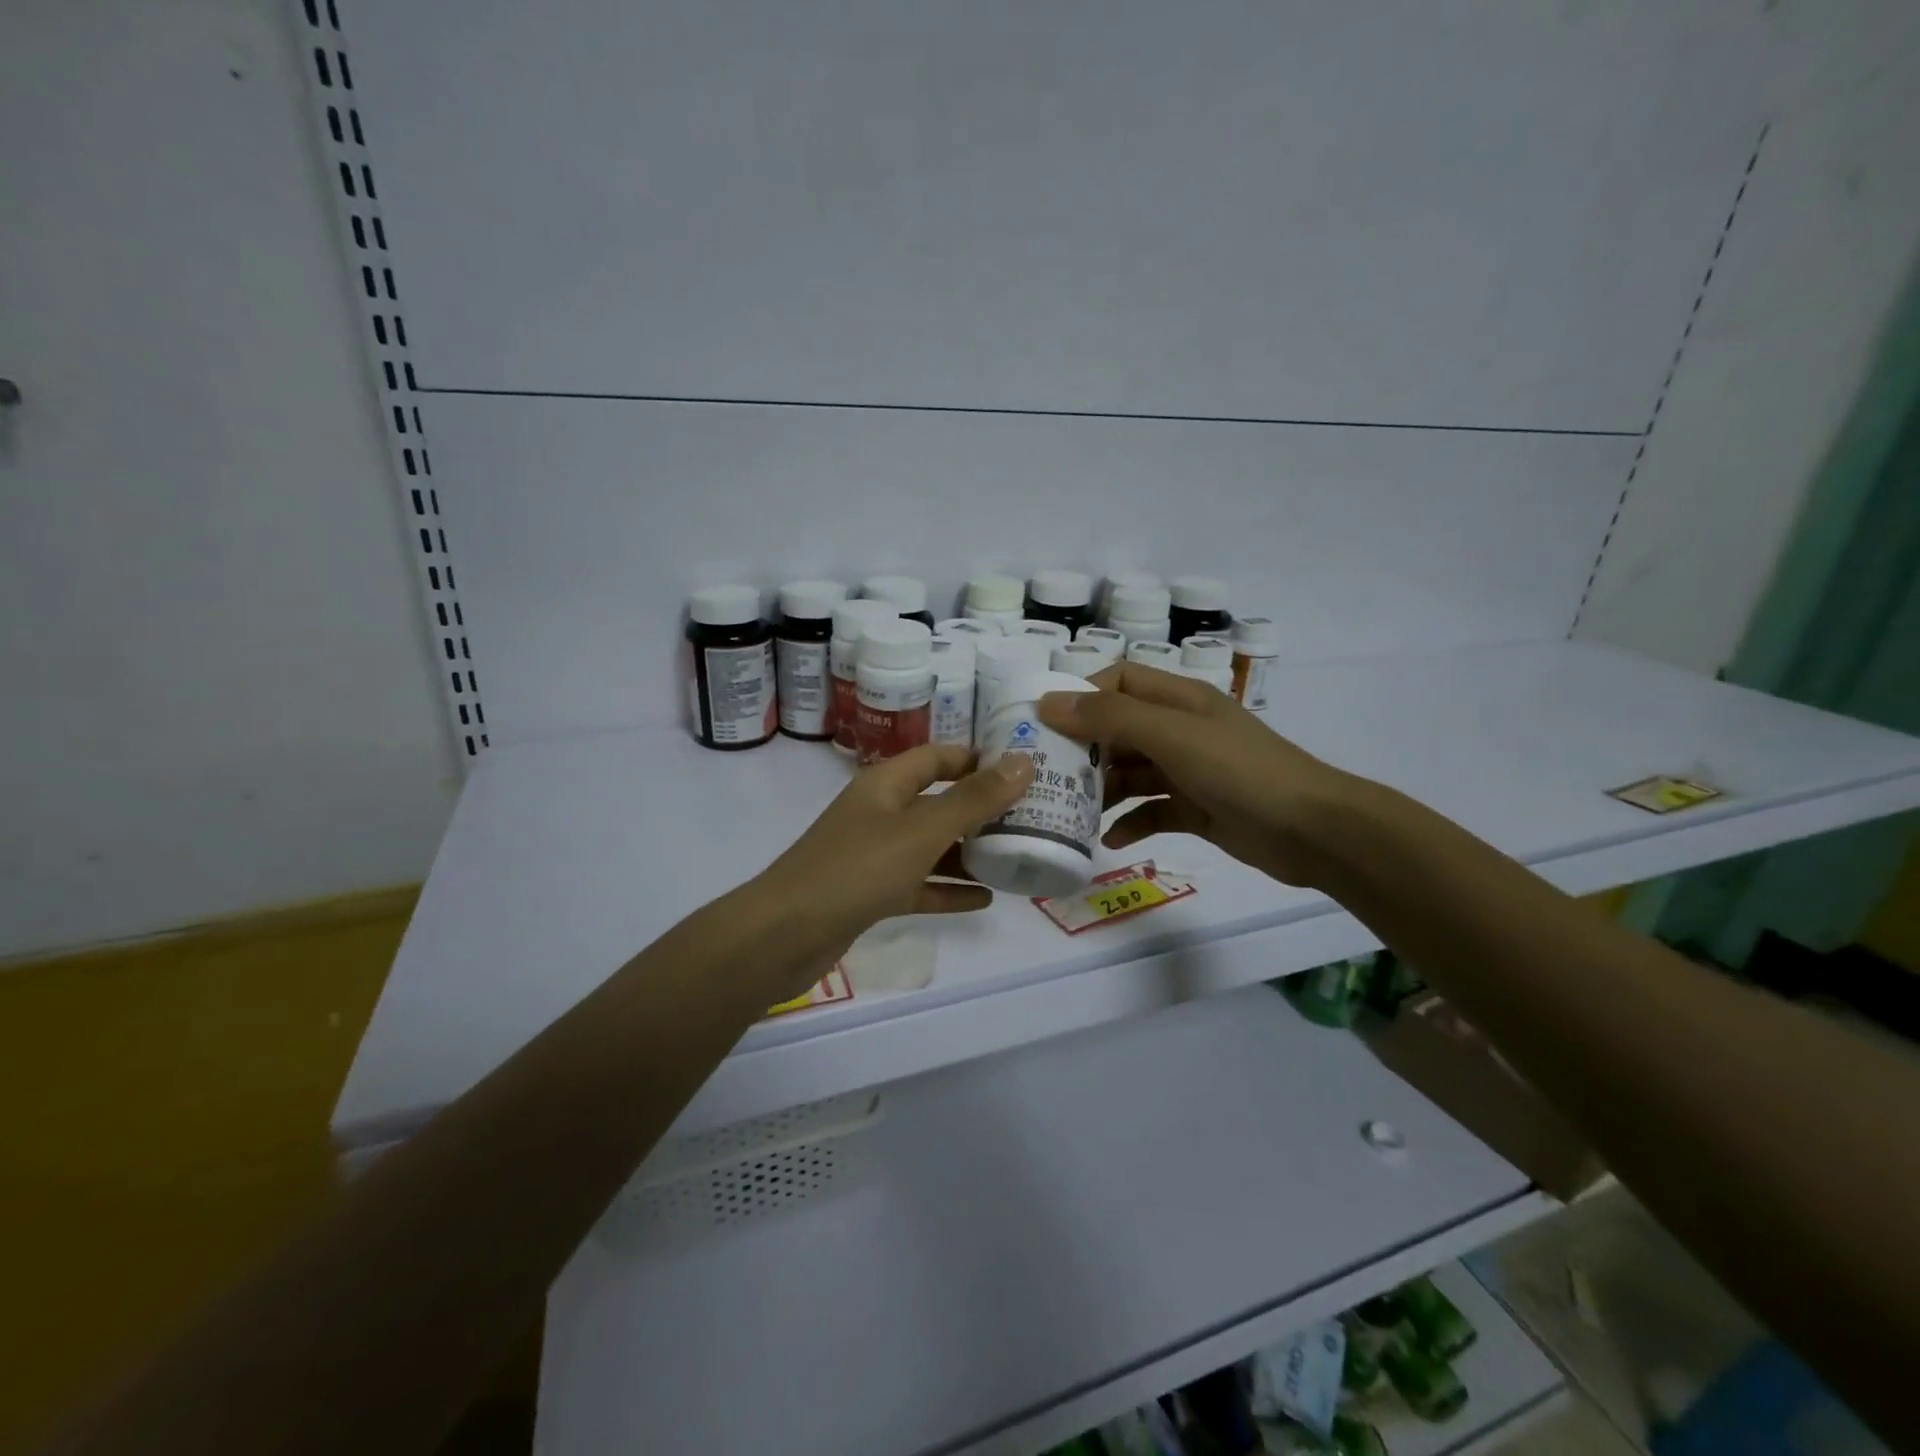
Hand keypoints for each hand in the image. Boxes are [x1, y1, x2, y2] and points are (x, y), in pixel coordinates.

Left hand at [751, 744, 1033, 996]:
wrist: (785, 935)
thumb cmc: (856, 869)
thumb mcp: (922, 831)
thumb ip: (973, 799)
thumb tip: (1023, 763)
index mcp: (886, 785)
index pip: (937, 757)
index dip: (976, 759)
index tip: (1021, 770)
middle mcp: (880, 813)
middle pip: (937, 802)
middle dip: (980, 808)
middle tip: (1031, 817)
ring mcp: (873, 855)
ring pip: (930, 846)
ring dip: (968, 851)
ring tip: (1016, 857)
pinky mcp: (870, 893)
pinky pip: (918, 884)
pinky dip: (948, 889)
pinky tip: (985, 899)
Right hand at [1036, 661, 1353, 886]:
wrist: (1312, 830)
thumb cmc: (1239, 770)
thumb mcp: (1171, 735)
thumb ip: (1110, 718)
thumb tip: (1048, 702)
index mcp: (1178, 700)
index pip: (1118, 682)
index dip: (1081, 696)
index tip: (1043, 725)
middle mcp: (1180, 730)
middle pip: (1118, 731)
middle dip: (1083, 751)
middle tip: (1046, 777)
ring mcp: (1188, 771)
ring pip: (1131, 773)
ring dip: (1102, 791)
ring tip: (1069, 813)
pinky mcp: (1196, 809)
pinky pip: (1151, 811)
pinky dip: (1130, 823)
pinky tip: (1108, 841)